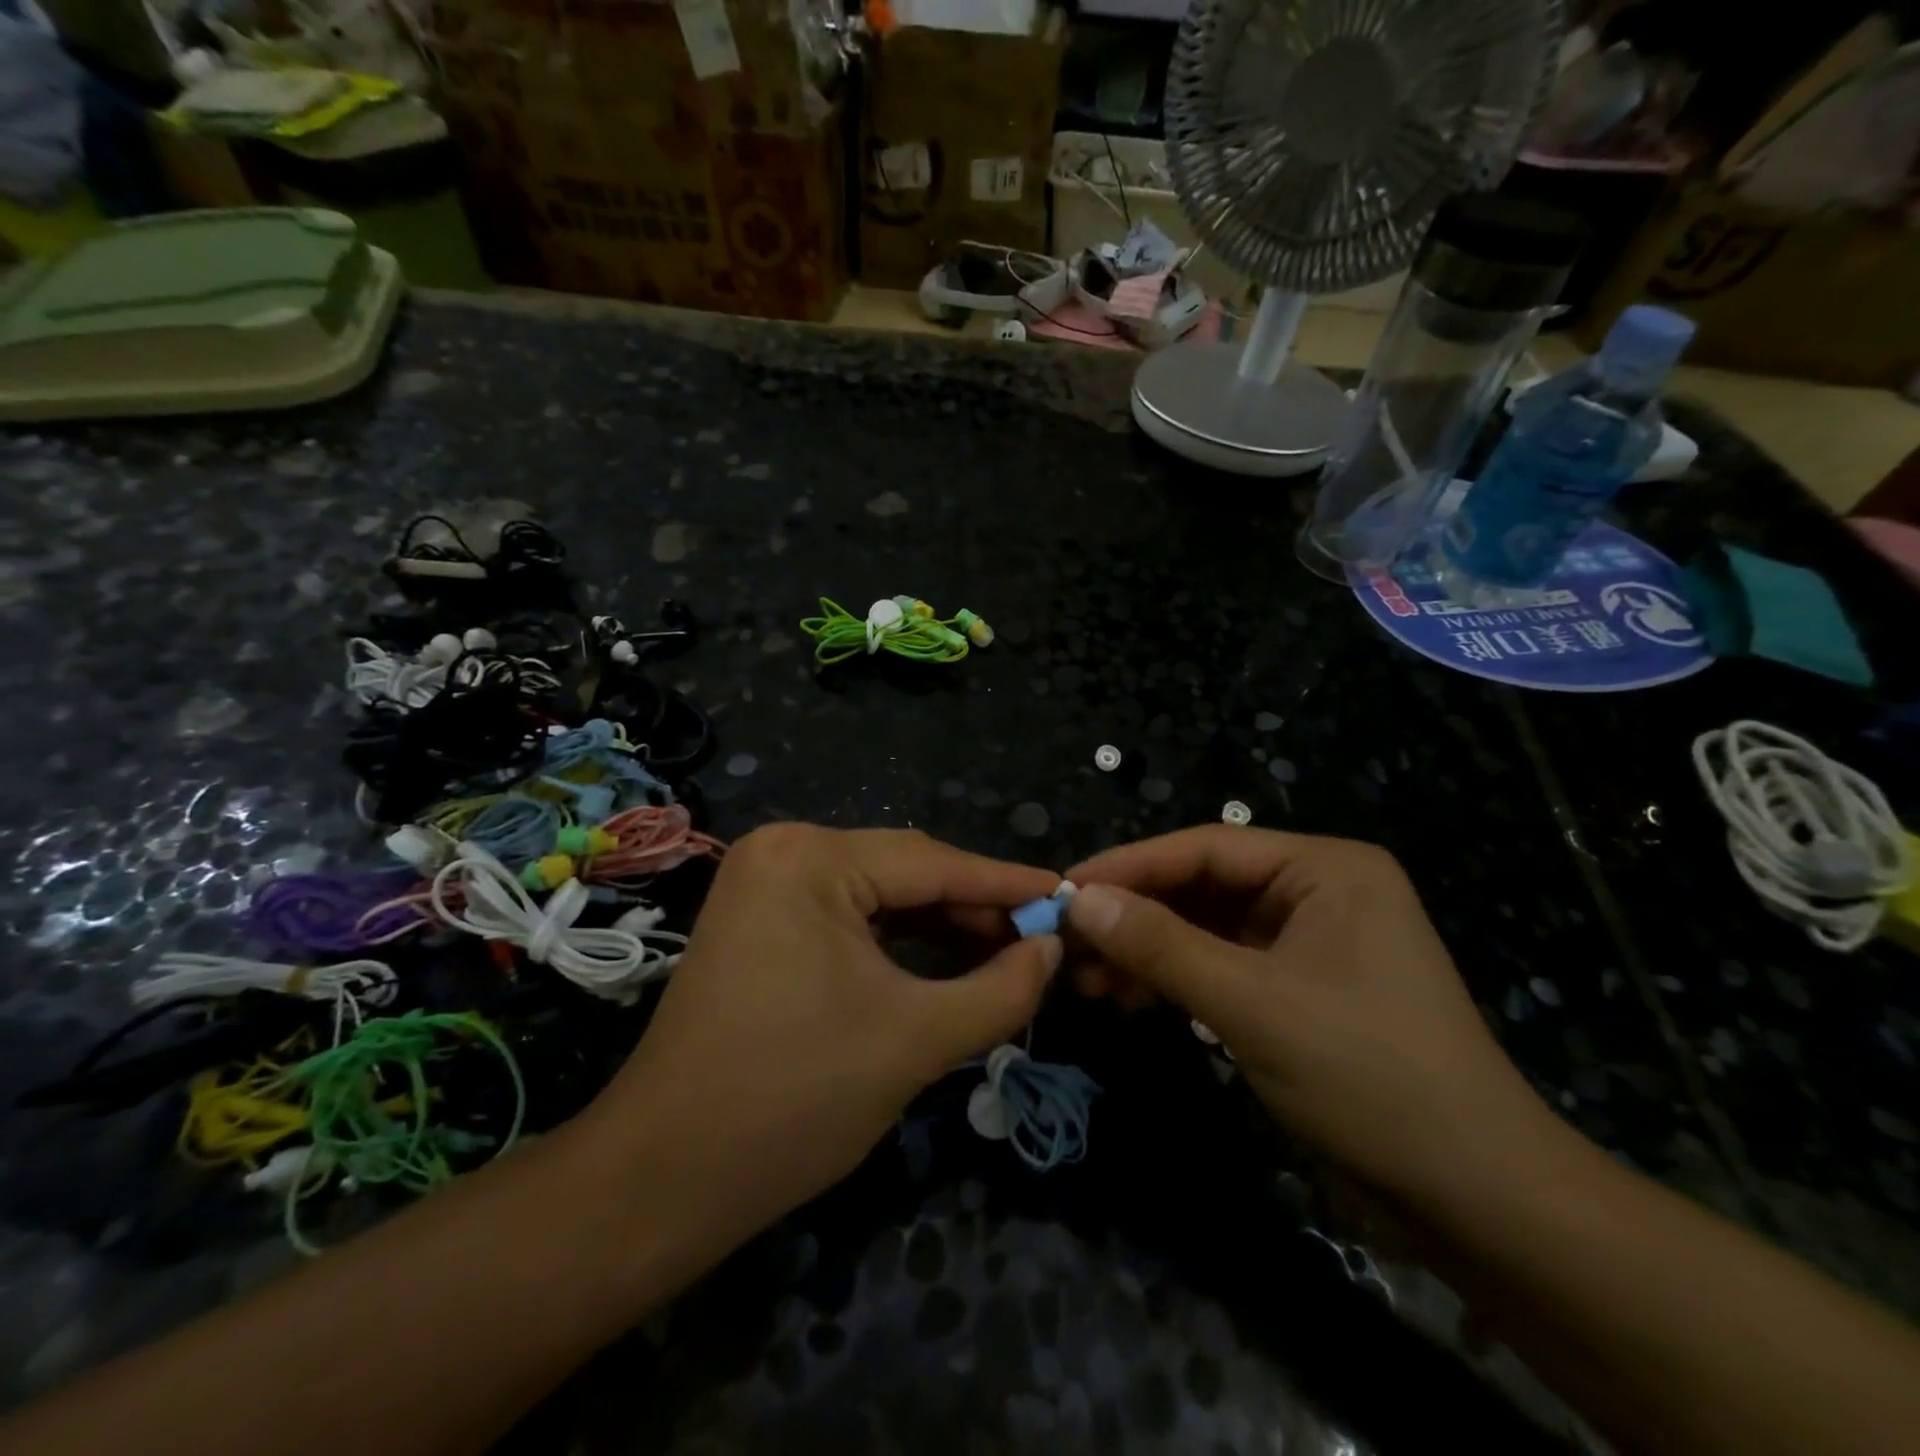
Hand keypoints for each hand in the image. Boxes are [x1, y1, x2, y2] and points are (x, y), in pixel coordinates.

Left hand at [578, 825, 1061, 1244]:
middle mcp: (783, 851)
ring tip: (1004, 955)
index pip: (932, 862)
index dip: (1007, 884)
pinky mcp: (760, 920)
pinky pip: (848, 917)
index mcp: (810, 858)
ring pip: (879, 896)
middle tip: (1041, 941)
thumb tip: (1053, 949)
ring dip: (940, 927)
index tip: (1068, 897)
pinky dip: (898, 941)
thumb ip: (1001, 989)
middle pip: (904, 874)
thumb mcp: (916, 1040)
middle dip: (973, 910)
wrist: (665, 1178)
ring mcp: (765, 884)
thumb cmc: (794, 1099)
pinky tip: (944, 961)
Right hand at [1065, 827, 1553, 1201]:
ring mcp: (1308, 941)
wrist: (1477, 1199)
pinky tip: (1131, 1000)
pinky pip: (1222, 965)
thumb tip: (1079, 901)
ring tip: (1090, 980)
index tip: (1064, 889)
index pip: (1205, 848)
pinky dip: (1176, 980)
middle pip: (1202, 886)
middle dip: (1135, 915)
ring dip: (1148, 951)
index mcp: (1324, 867)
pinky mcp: (1298, 987)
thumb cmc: (1368, 1076)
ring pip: (1205, 928)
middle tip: (1071, 943)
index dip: (1130, 866)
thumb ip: (1160, 946)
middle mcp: (1316, 890)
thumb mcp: (1252, 1004)